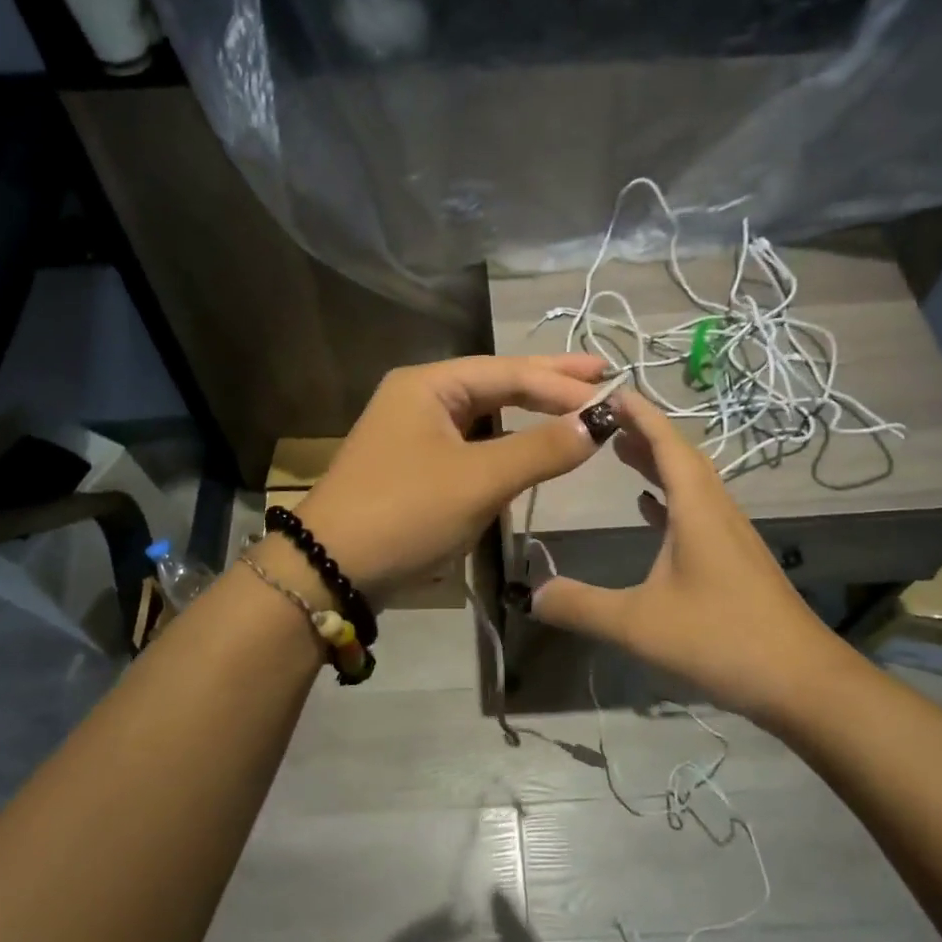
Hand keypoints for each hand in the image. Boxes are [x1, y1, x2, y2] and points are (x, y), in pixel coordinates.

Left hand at [293, 354, 616, 598]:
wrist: (329, 570)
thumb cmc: (406, 513)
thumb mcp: (479, 480)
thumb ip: (541, 449)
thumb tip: (597, 423)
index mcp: (428, 385)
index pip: (509, 372)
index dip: (561, 382)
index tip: (612, 389)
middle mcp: (419, 398)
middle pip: (496, 383)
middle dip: (547, 382)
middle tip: (600, 376)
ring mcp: (414, 432)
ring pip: (484, 414)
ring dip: (528, 413)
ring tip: (574, 405)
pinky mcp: (415, 466)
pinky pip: (472, 444)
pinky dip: (506, 443)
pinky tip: (532, 445)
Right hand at [528, 389, 844, 713]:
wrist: (802, 682)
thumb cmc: (720, 640)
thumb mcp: (638, 624)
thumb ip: (581, 606)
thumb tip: (531, 593)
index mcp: (697, 509)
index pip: (666, 444)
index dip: (639, 414)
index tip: (610, 389)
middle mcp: (717, 511)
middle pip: (680, 456)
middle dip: (643, 432)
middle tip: (603, 418)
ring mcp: (730, 536)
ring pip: (691, 483)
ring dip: (656, 462)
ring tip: (619, 452)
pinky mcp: (735, 560)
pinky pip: (697, 511)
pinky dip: (670, 498)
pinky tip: (649, 508)